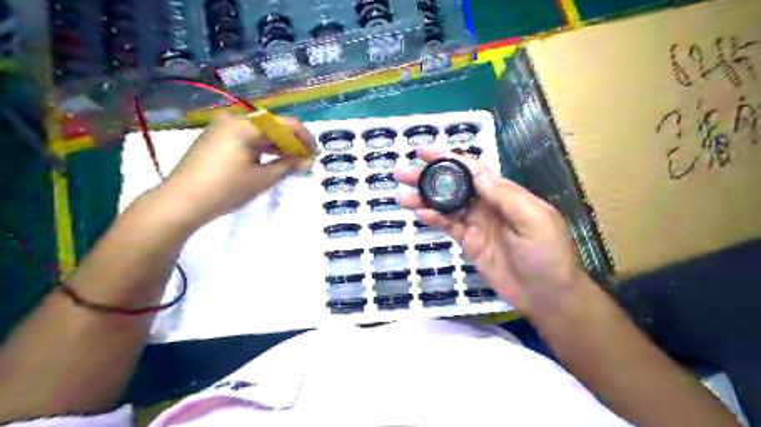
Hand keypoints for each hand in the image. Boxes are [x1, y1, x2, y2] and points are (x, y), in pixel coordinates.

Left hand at [159, 112, 314, 225]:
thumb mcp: (263, 178)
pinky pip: (246, 137)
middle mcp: (234, 120)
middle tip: (304, 160)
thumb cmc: (226, 189)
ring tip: (290, 162)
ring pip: (259, 132)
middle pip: (272, 126)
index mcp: (246, 126)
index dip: (304, 138)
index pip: (285, 124)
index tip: (315, 153)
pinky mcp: (215, 138)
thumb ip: (288, 165)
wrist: (181, 201)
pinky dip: (261, 147)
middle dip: (291, 142)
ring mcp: (222, 128)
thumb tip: (306, 159)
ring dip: (277, 145)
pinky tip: (270, 160)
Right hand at [395, 148, 590, 318]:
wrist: (547, 296)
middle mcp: (487, 204)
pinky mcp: (469, 243)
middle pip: (453, 185)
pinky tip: (420, 214)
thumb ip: (503, 195)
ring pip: (446, 206)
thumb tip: (474, 172)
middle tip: (402, 172)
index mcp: (504, 193)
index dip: (447, 158)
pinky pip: (448, 227)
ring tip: (402, 196)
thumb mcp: (532, 219)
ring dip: (425, 199)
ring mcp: (476, 224)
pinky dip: (434, 220)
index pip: (472, 169)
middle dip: (428, 177)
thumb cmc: (547, 254)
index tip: (423, 152)